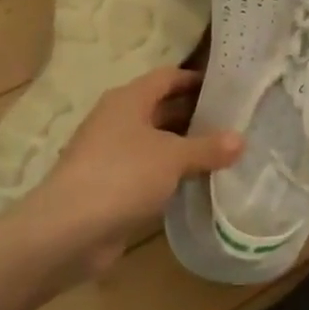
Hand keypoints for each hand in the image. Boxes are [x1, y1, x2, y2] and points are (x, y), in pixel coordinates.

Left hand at [31, 68, 242, 282]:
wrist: (68, 231)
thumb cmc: (122, 176)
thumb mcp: (173, 157)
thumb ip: (208, 147)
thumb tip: (240, 139)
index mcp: (128, 100)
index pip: (167, 78)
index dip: (196, 79)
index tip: (228, 88)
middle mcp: (118, 120)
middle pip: (162, 109)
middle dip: (196, 115)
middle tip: (234, 122)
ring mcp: (111, 154)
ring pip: (157, 143)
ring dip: (185, 147)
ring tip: (225, 152)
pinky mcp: (111, 186)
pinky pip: (149, 171)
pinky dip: (171, 174)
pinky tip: (198, 182)